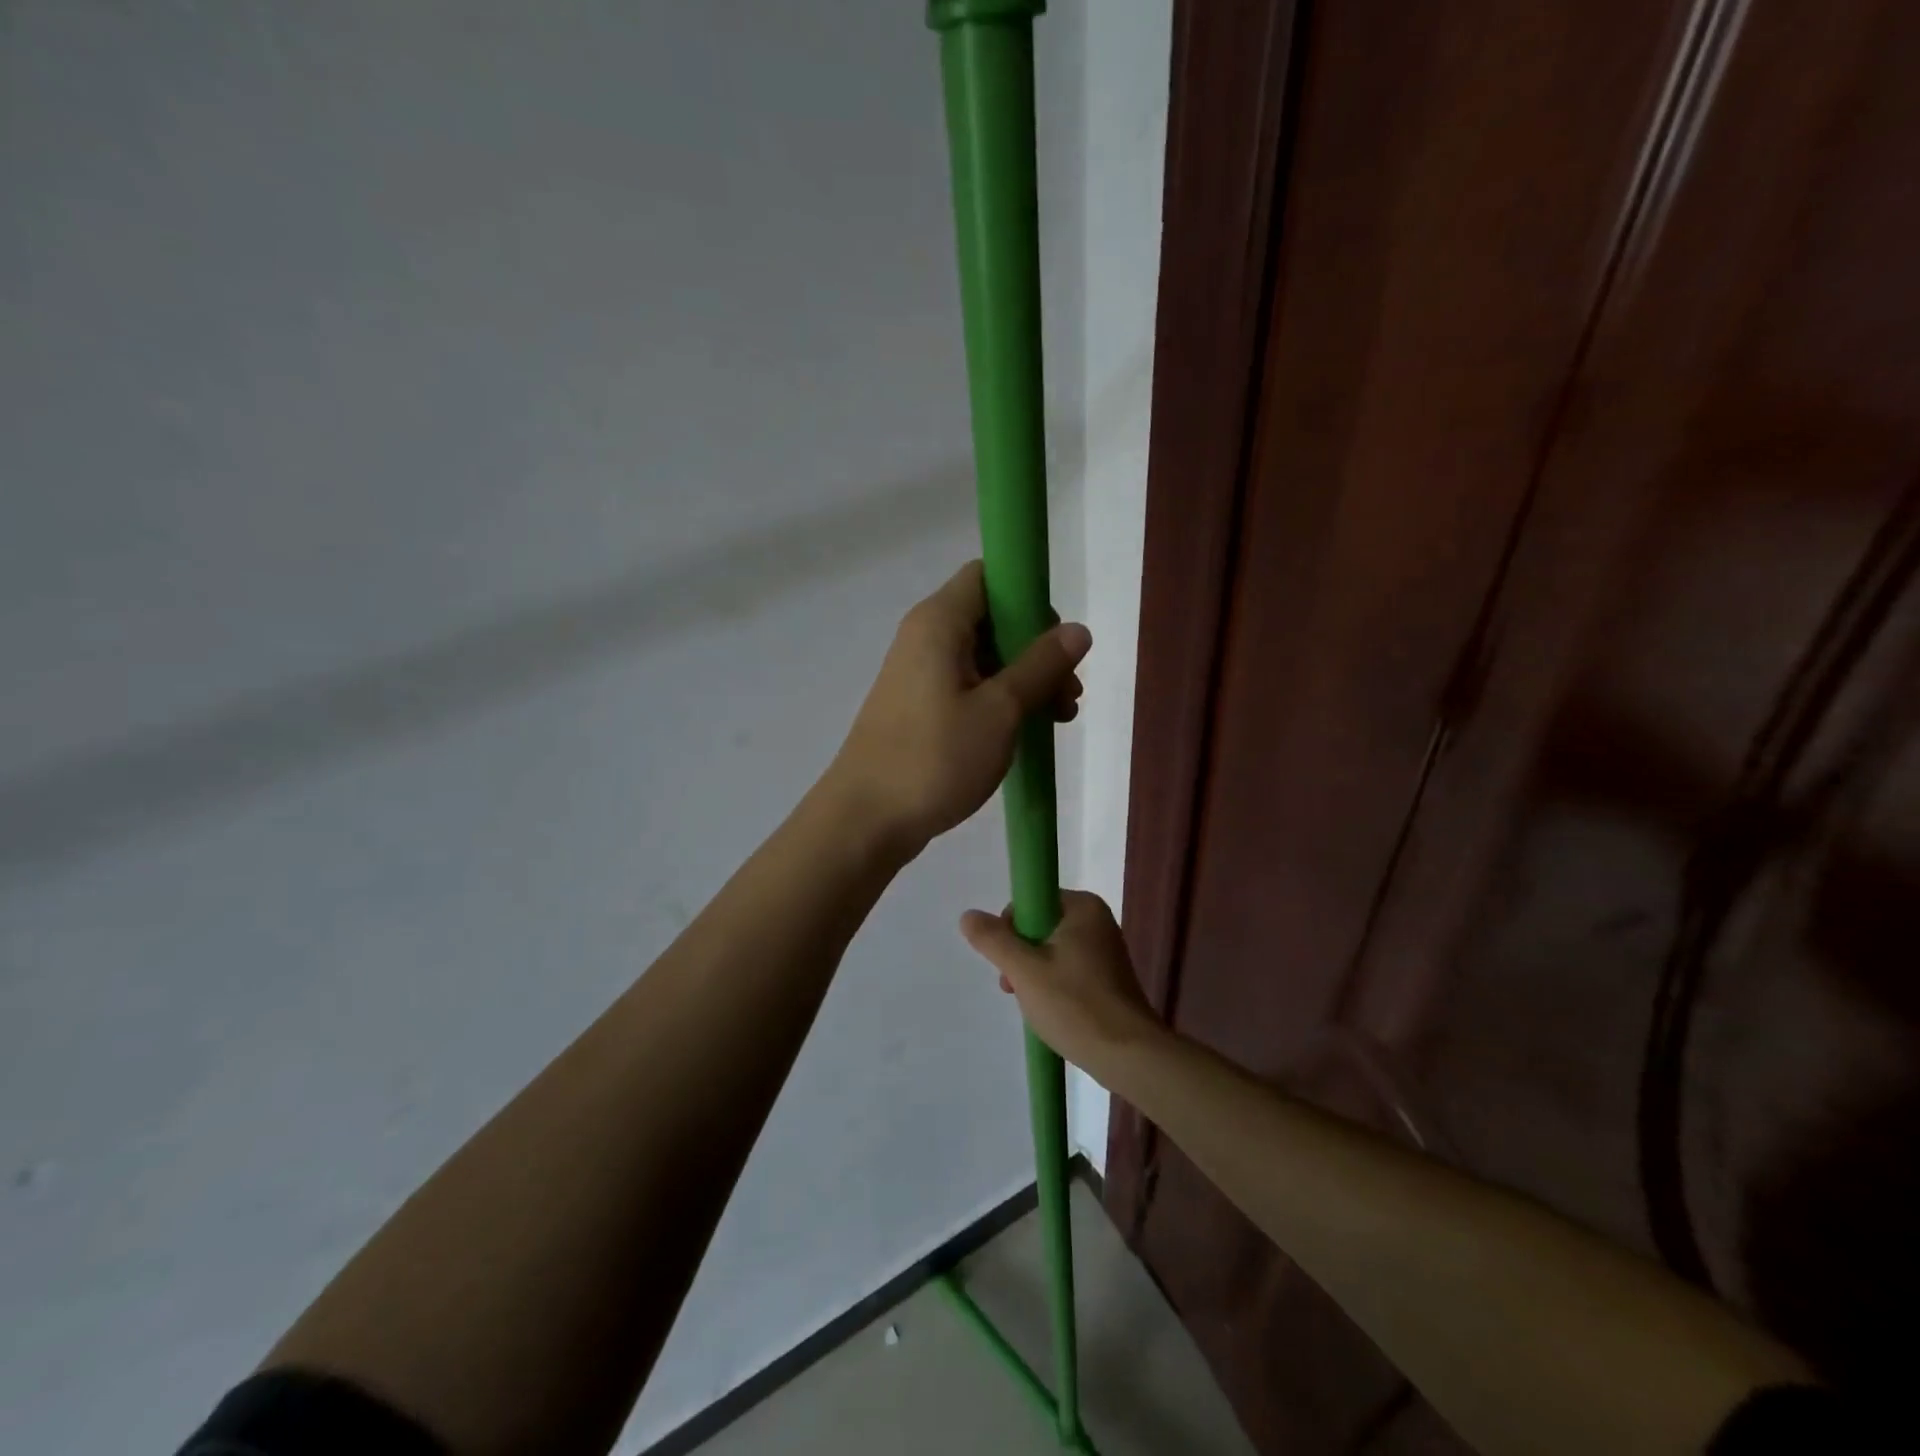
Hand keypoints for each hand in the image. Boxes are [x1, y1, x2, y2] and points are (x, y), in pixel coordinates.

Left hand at [827, 560, 1090, 853]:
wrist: (866, 820)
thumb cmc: (934, 758)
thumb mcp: (1000, 711)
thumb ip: (1040, 666)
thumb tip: (1078, 629)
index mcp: (939, 622)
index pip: (989, 576)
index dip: (1029, 597)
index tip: (1056, 640)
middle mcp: (925, 637)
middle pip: (992, 620)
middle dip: (1036, 650)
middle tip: (1068, 694)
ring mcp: (919, 675)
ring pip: (984, 659)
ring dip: (1024, 681)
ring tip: (1058, 719)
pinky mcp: (919, 707)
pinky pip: (968, 687)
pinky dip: (999, 701)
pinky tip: (1026, 732)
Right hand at [958, 890, 1159, 1079]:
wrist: (1129, 1056)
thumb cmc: (1075, 1004)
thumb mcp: (1024, 970)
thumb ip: (993, 940)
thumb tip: (968, 916)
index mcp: (1083, 907)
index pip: (1031, 901)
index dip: (1011, 927)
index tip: (1009, 960)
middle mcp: (1097, 921)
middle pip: (1039, 926)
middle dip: (1020, 956)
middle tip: (1015, 987)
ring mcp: (1105, 951)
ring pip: (1051, 951)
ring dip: (1033, 975)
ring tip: (1032, 1005)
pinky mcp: (1108, 979)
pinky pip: (1068, 970)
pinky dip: (1053, 986)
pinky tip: (1050, 1012)